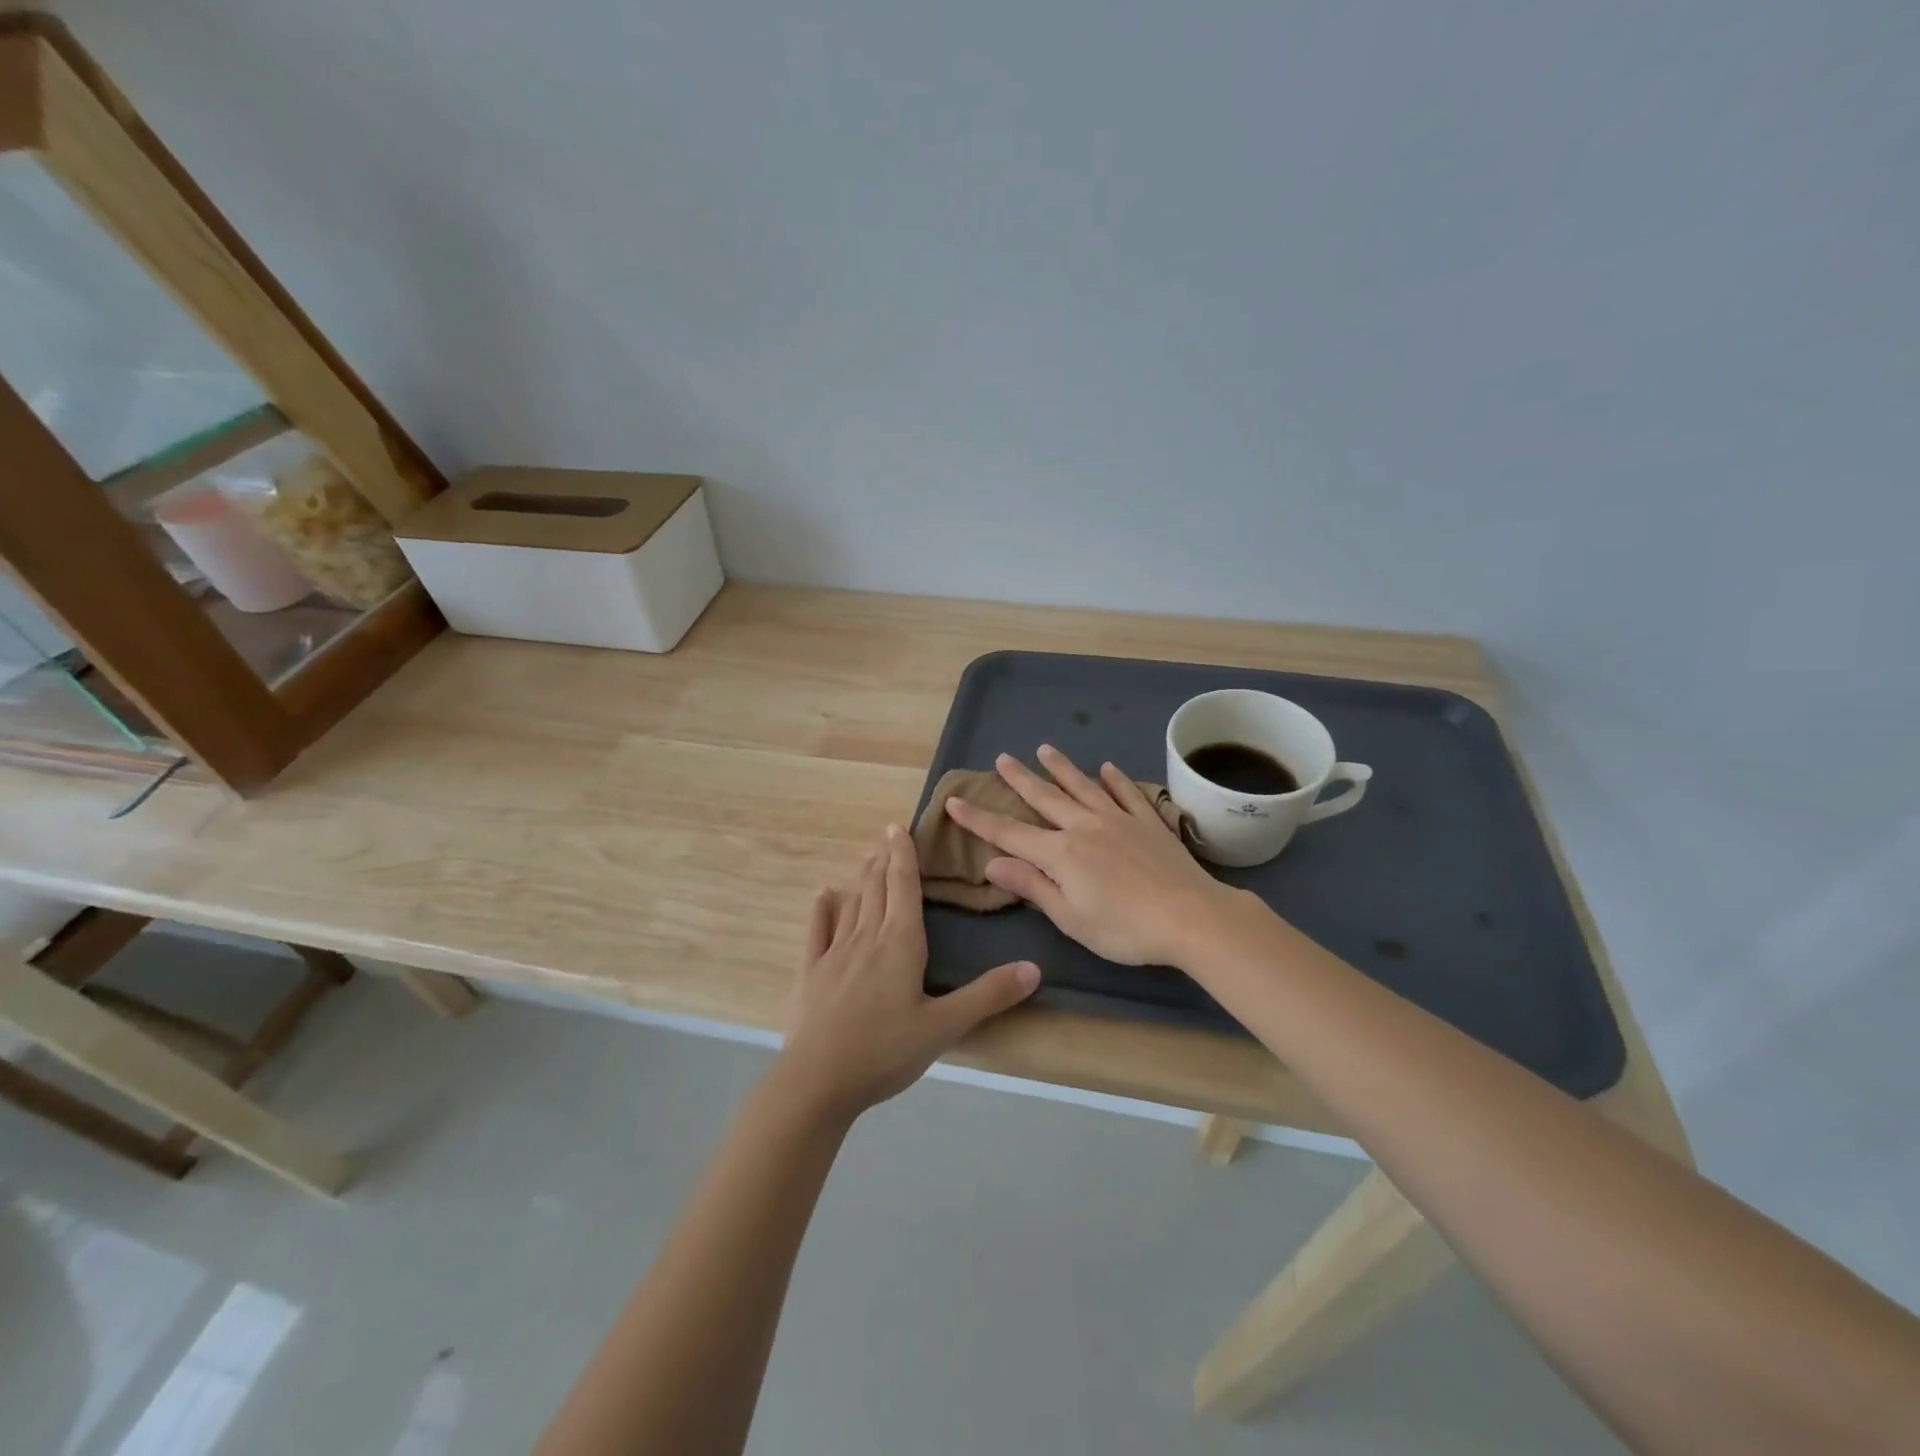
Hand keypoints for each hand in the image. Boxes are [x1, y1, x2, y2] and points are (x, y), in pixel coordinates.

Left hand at [777, 824, 1040, 1119]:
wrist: (817, 1081)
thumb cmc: (885, 1051)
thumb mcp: (945, 1026)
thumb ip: (988, 995)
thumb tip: (1034, 968)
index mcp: (901, 943)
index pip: (904, 887)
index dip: (903, 856)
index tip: (898, 827)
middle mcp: (867, 938)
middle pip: (877, 889)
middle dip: (884, 860)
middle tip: (885, 835)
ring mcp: (834, 954)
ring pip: (852, 904)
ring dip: (861, 879)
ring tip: (867, 858)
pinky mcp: (811, 973)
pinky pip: (817, 932)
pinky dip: (822, 910)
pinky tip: (823, 895)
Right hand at [944, 745, 1236, 967]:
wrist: (1190, 916)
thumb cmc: (1124, 928)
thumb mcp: (1070, 917)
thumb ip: (1032, 886)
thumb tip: (992, 863)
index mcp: (1059, 853)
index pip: (1008, 832)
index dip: (978, 818)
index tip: (954, 801)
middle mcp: (1083, 826)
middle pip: (1044, 798)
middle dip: (1019, 778)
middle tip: (1002, 758)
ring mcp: (1118, 819)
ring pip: (1082, 786)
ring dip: (1061, 768)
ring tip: (1044, 749)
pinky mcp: (1148, 821)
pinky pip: (1127, 793)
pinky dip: (1115, 779)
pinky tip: (1107, 768)